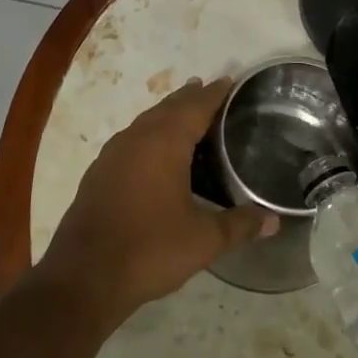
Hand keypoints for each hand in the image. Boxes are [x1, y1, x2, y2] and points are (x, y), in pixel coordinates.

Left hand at [38, 77, 277, 325]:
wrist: (84, 277)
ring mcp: (112, 156)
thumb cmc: (150, 250)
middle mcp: (136, 139)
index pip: (195, 106)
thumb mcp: (204, 240)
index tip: (230, 80)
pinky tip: (154, 153)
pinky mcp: (98, 174)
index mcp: (163, 143)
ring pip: (145, 122)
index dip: (214, 93)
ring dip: (167, 114)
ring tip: (185, 114)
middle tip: (211, 89)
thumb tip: (273, 221)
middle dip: (190, 98)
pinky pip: (130, 140)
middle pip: (168, 108)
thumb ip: (239, 225)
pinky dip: (149, 135)